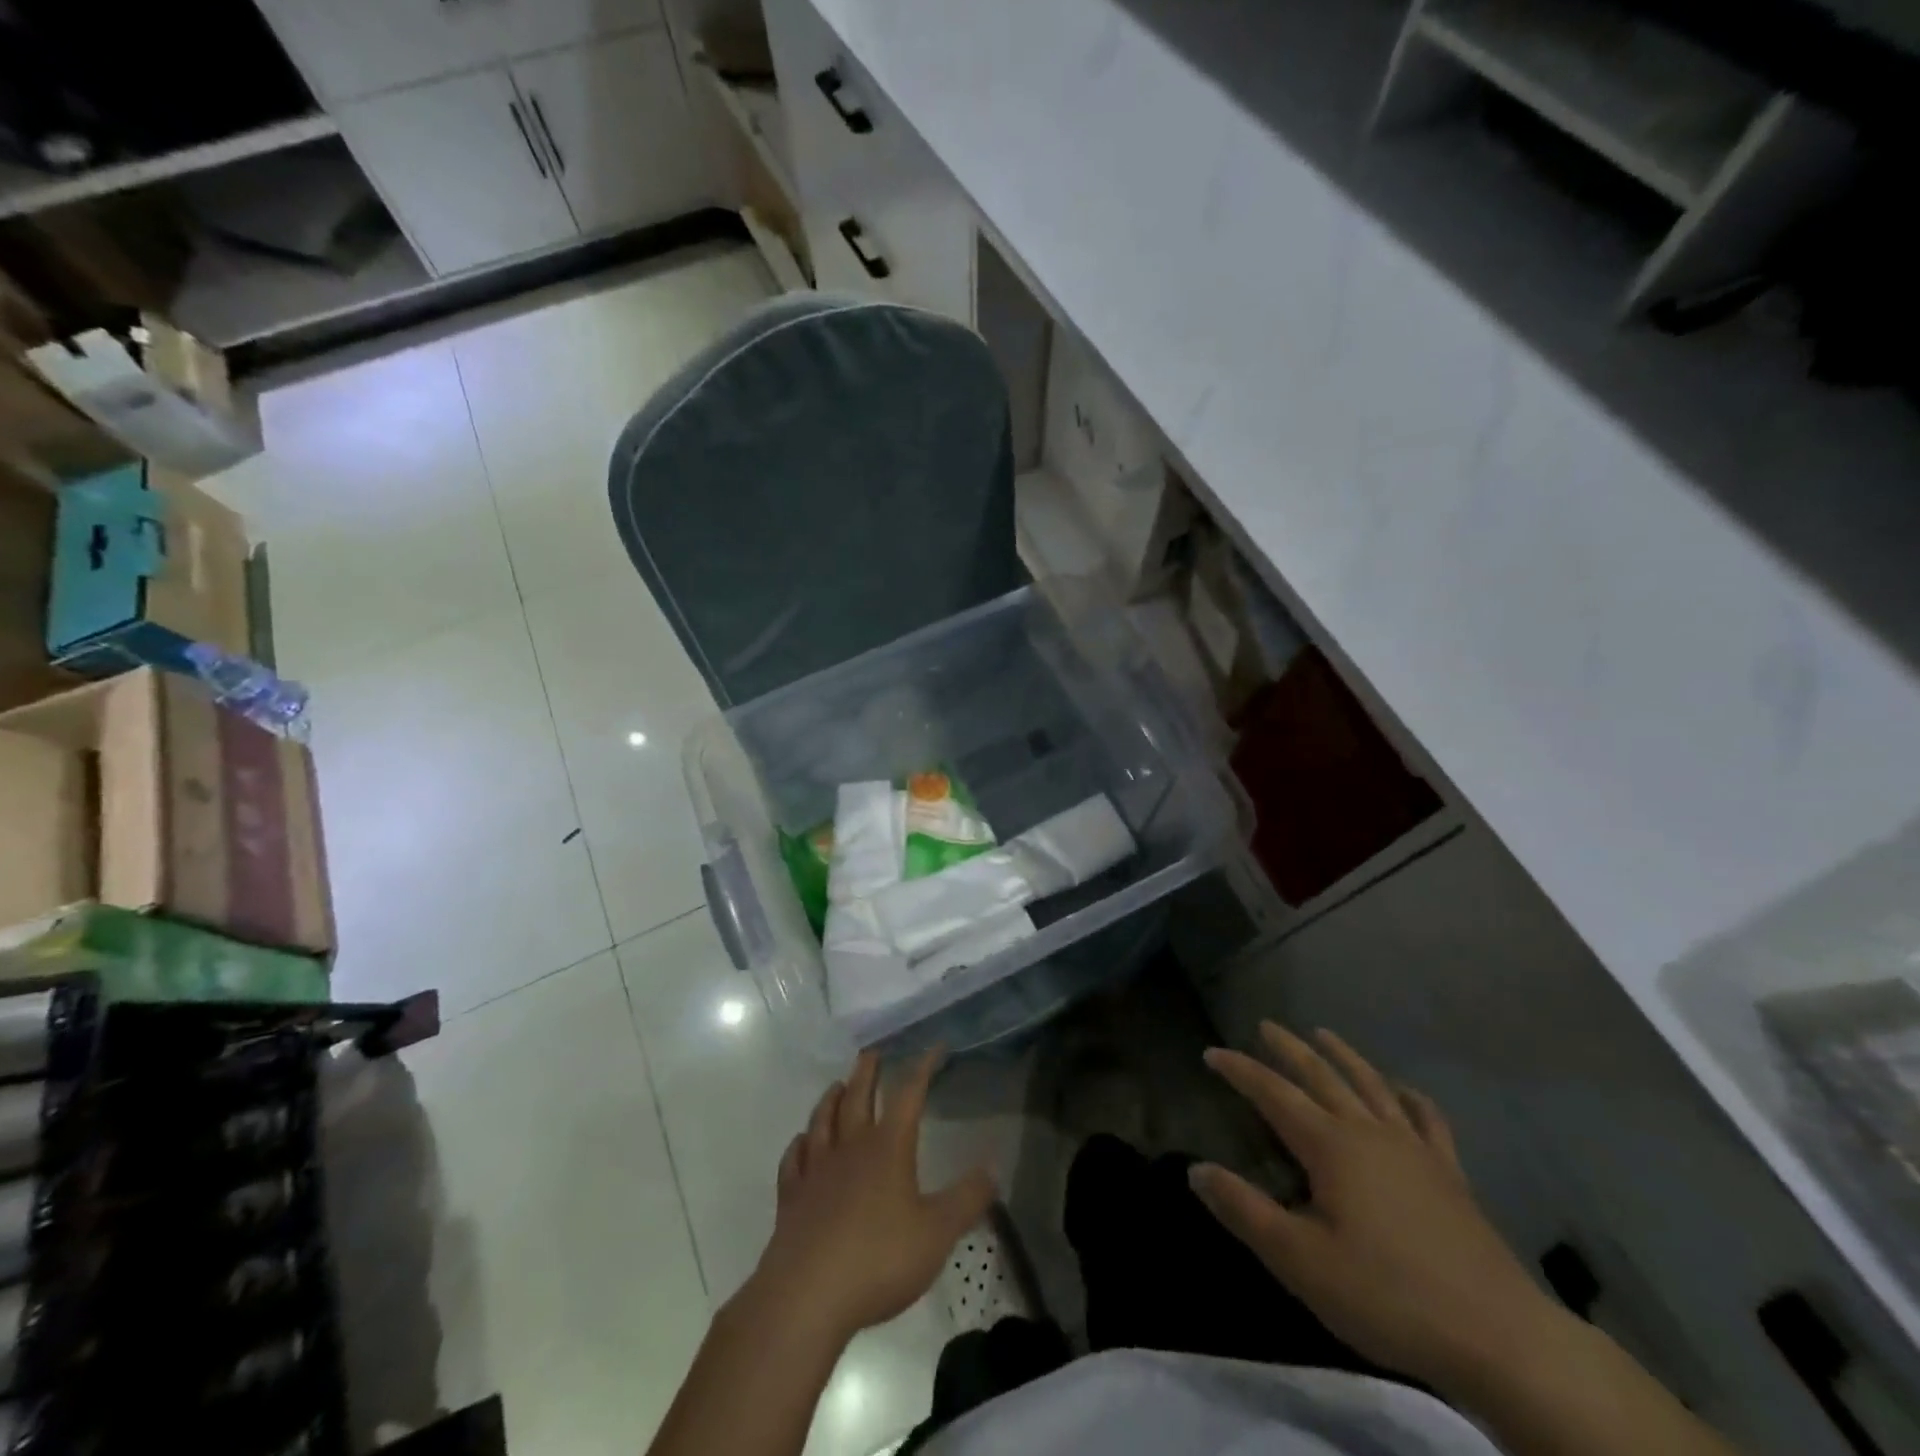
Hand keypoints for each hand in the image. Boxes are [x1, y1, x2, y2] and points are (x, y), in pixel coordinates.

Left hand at [748, 1048, 995, 1344]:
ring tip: (837, 1086)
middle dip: (867, 1071)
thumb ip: (967, 1200)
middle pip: (858, 1097)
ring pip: (823, 1121)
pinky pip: (793, 1160)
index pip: (908, 1094)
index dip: (922, 1068)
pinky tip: (801, 1143)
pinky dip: (799, 1145)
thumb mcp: (937, 1234)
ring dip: (831, 1099)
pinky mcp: (791, 1198)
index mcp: (888, 1148)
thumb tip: (992, 1167)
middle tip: (872, 1052)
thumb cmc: (879, 1259)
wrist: (806, 1296)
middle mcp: (850, 1147)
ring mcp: (816, 1170)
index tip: (933, 1047)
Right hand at [1193, 1021, 1564, 1392]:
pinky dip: (1411, 1098)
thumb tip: (1196, 1169)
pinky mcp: (1450, 1175)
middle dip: (1289, 1048)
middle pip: (1321, 1075)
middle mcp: (1368, 1131)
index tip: (1211, 1052)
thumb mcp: (1300, 1261)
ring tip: (1324, 1034)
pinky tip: (1405, 1090)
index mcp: (1329, 1146)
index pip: (1272, 1094)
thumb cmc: (1387, 1296)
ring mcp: (1414, 1149)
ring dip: (1344, 1056)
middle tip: (1265, 1024)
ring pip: (1371, 1085)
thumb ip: (1245, 1210)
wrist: (1501, 1338)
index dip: (1240, 1070)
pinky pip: (1427, 1120)